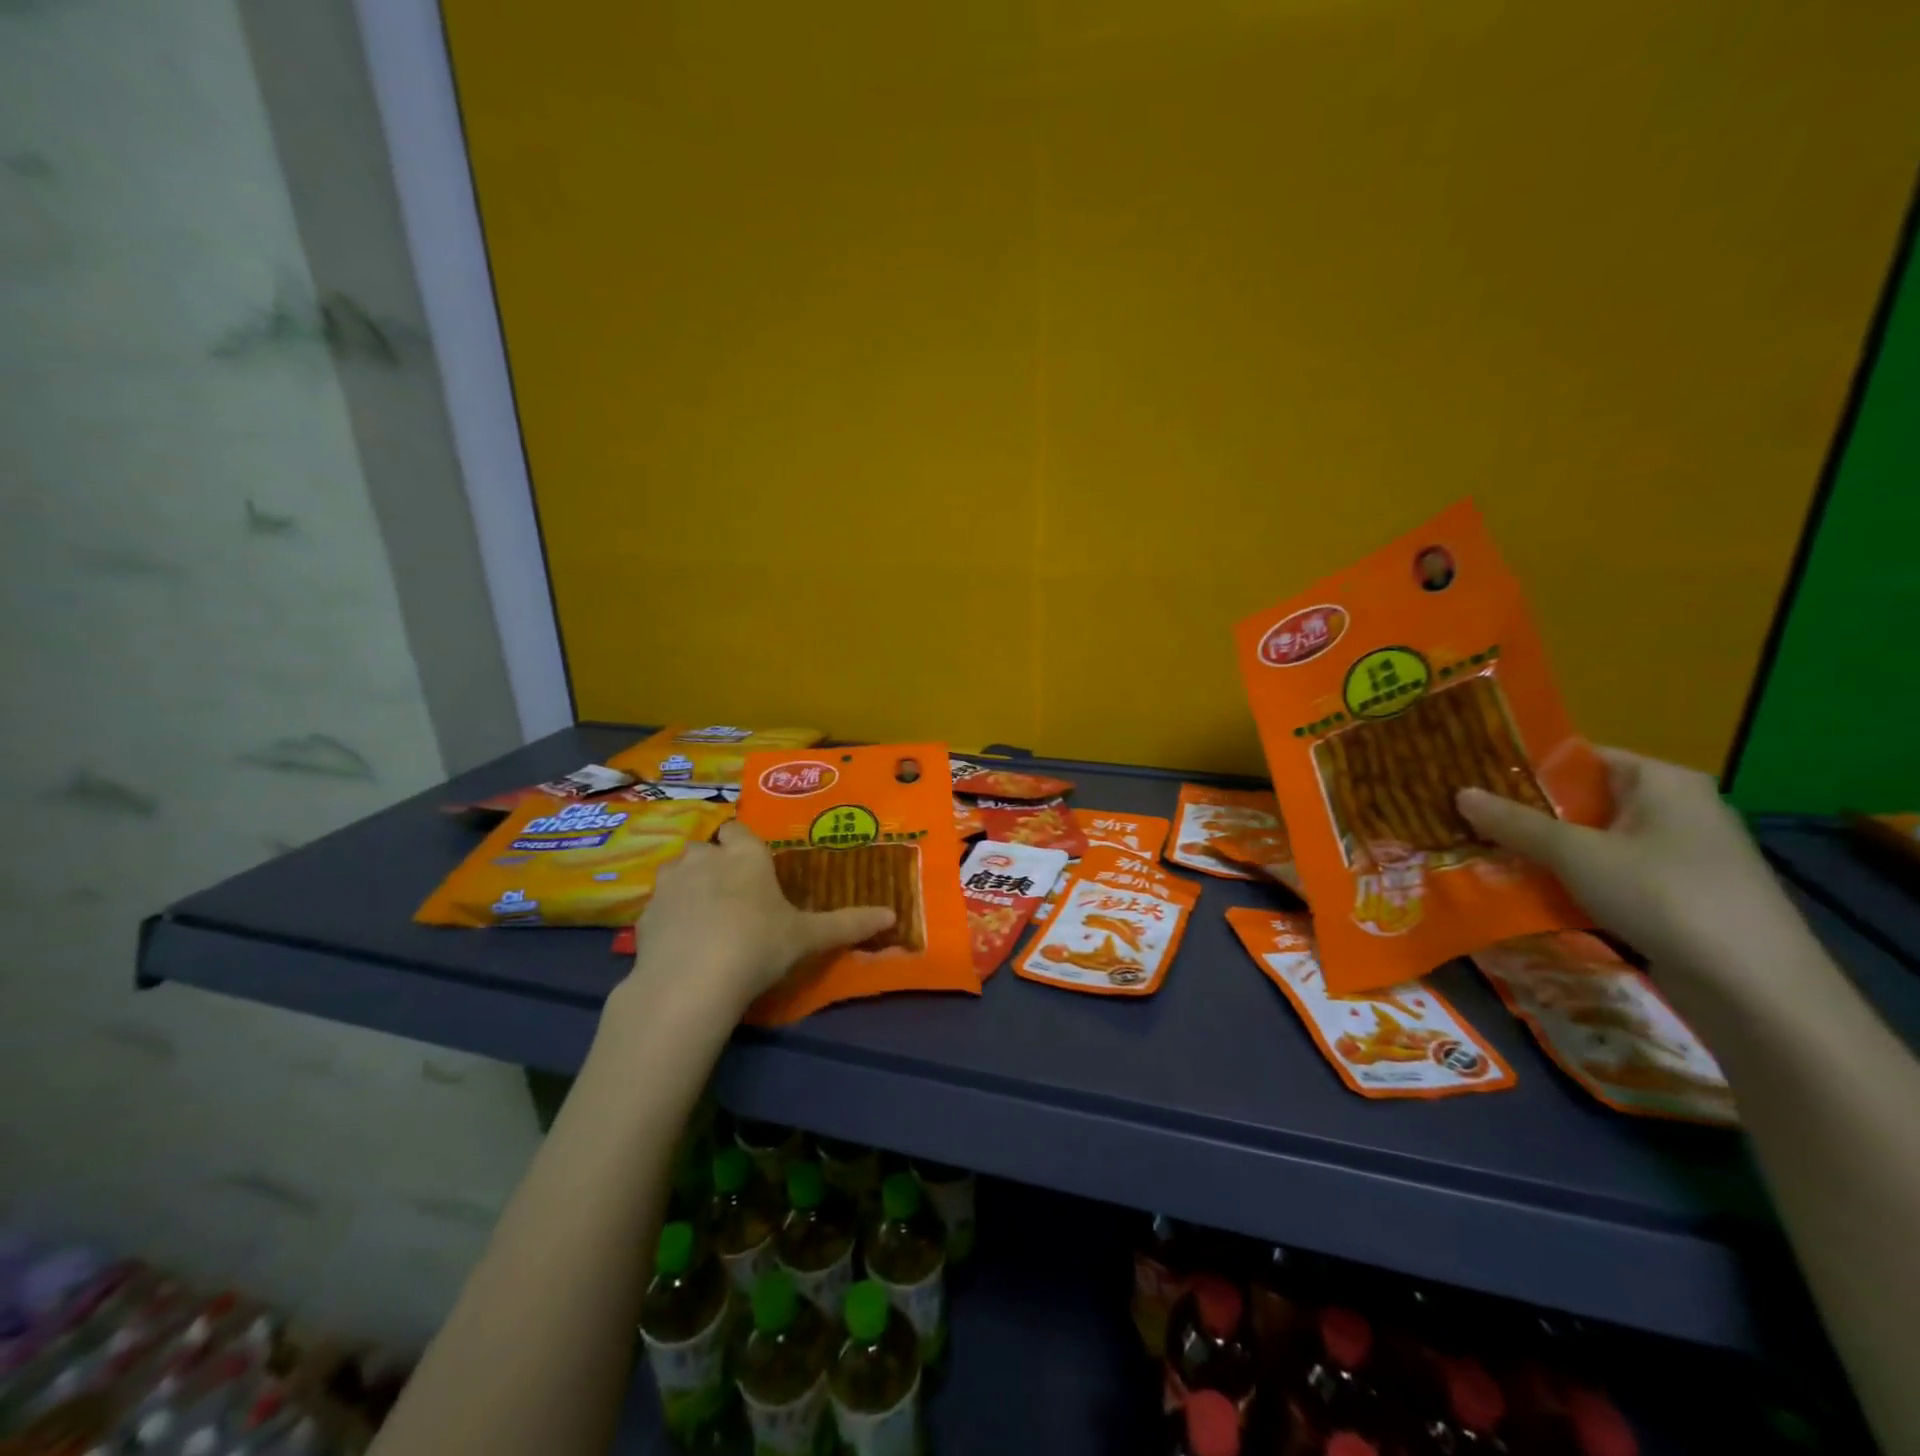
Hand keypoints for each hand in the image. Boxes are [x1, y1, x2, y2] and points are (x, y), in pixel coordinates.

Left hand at [620, 821, 895, 1016]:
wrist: (692, 981)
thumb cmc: (758, 945)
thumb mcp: (809, 937)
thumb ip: (848, 924)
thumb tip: (893, 915)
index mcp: (745, 855)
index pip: (738, 829)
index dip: (742, 844)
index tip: (752, 866)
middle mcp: (705, 857)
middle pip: (706, 848)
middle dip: (714, 864)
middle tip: (732, 897)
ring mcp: (669, 883)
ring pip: (677, 872)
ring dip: (688, 886)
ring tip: (703, 919)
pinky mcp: (644, 914)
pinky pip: (658, 906)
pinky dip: (668, 918)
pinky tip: (681, 944)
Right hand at [1456, 747, 1811, 982]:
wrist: (1756, 988)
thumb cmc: (1664, 895)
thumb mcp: (1576, 854)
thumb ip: (1514, 823)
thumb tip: (1460, 793)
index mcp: (1662, 780)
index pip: (1578, 758)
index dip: (1522, 767)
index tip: (1471, 780)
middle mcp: (1677, 808)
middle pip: (1582, 800)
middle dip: (1525, 814)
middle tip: (1466, 820)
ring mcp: (1682, 853)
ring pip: (1593, 841)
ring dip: (1544, 851)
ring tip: (1484, 854)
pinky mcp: (1680, 894)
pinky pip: (1610, 873)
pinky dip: (1572, 879)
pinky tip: (1530, 891)